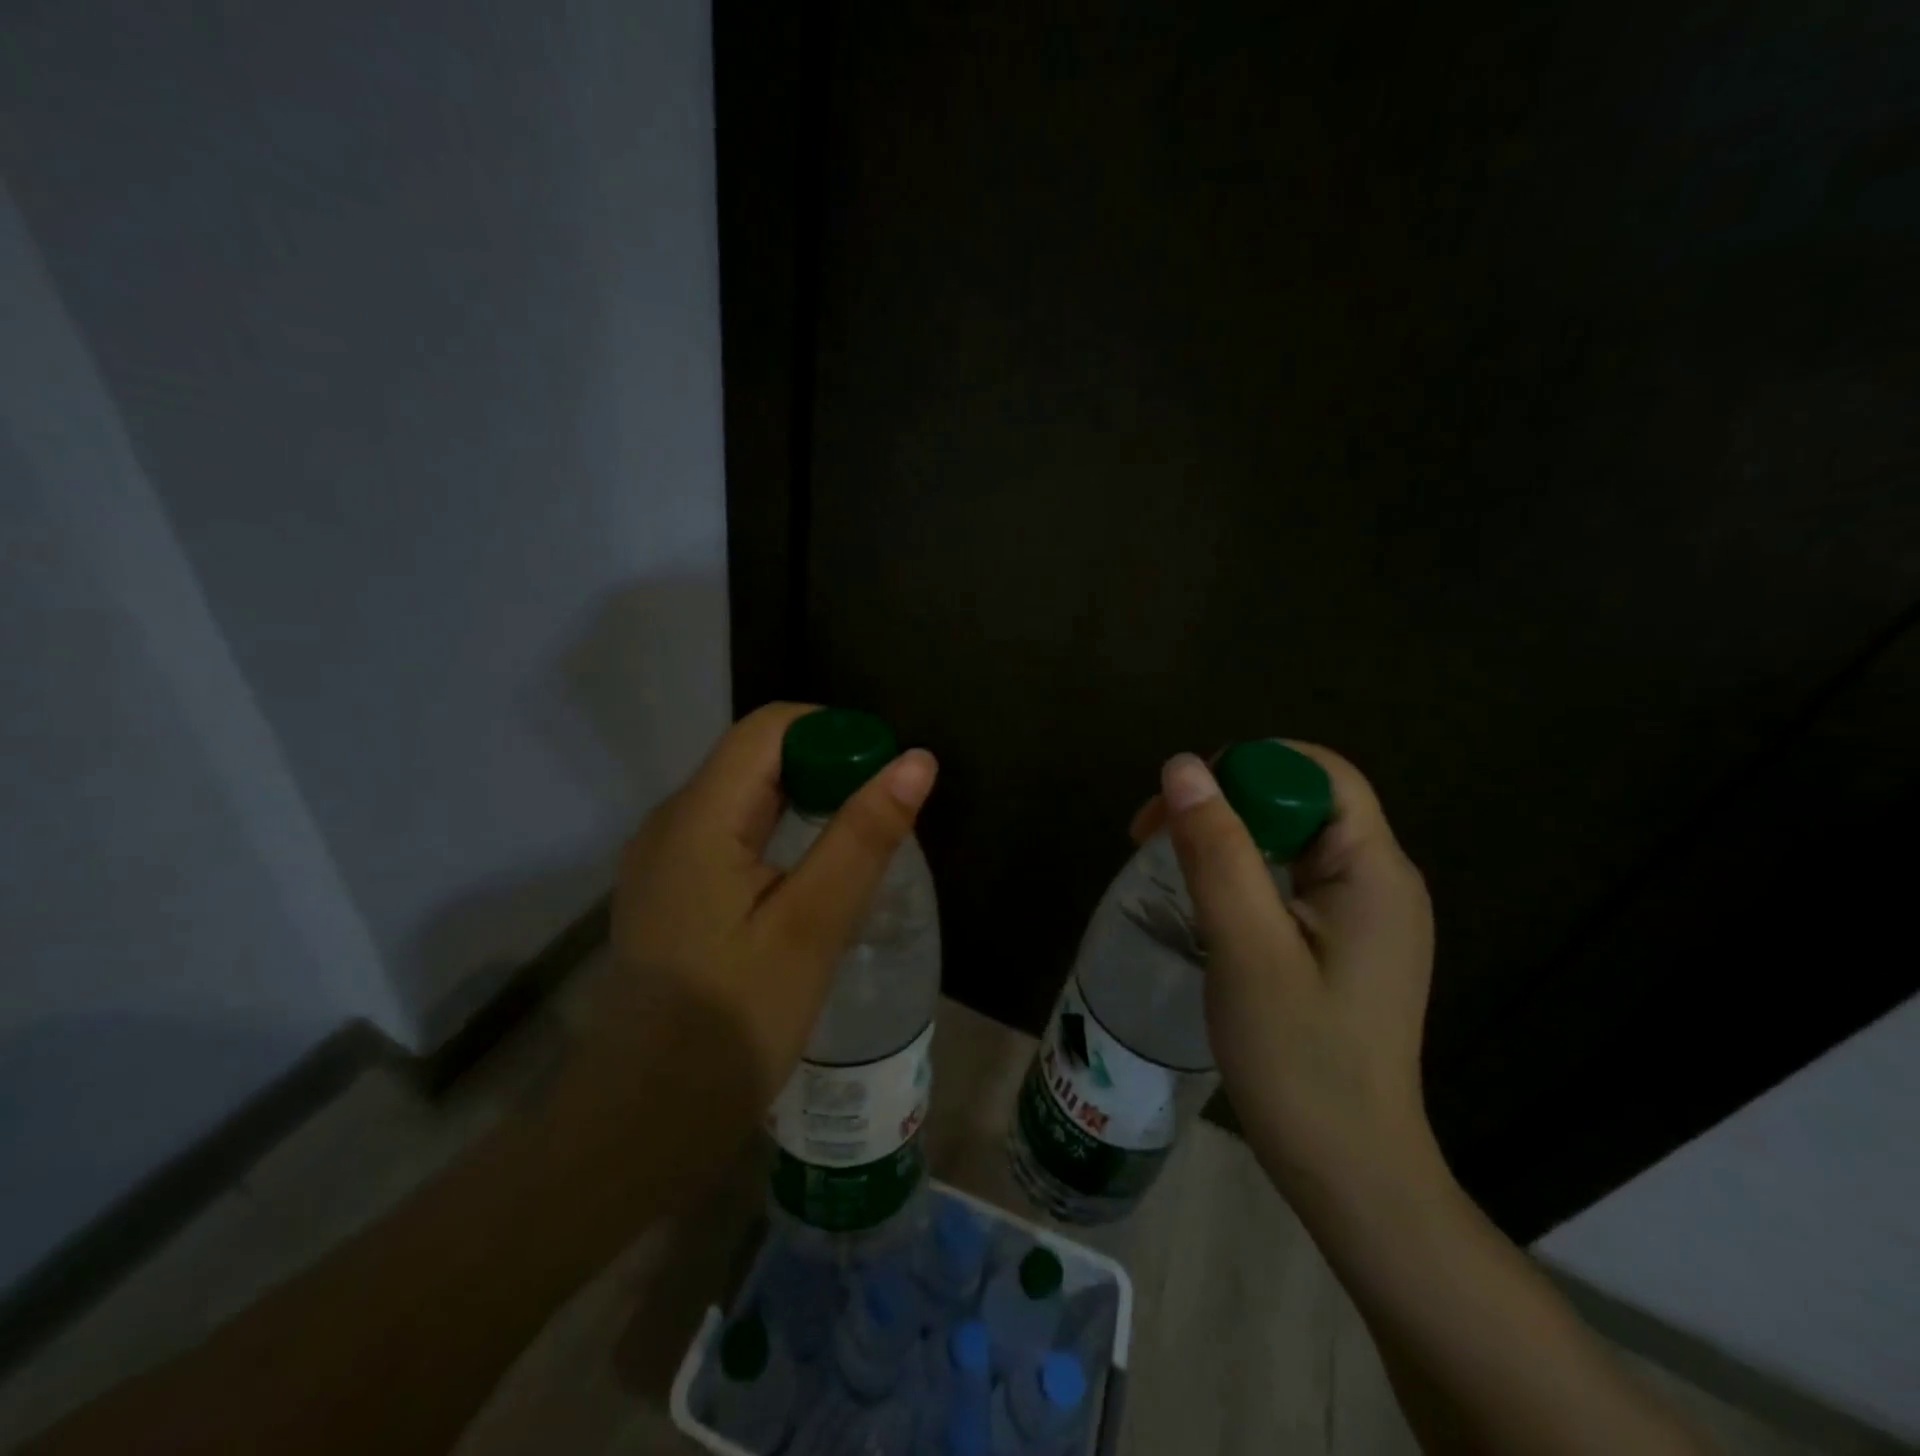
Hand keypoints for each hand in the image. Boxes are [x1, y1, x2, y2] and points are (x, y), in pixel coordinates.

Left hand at [598, 702, 938, 1117]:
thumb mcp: (812, 926)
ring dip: (807, 801)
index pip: (770, 727)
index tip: (884, 778)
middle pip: (756, 756)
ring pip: (746, 794)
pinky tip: (810, 877)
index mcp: (698, 816)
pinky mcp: (672, 887)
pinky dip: (781, 832)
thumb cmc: (734, 1023)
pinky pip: (731, 831)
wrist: (646, 1118)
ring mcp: (665, 856)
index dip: (834, 734)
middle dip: (826, 768)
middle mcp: (671, 820)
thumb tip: (916, 761)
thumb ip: (863, 836)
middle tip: (882, 818)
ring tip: (856, 846)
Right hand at [1132, 745, 1437, 1215]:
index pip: (1317, 771)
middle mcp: (1381, 879)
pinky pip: (1291, 878)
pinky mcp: (1345, 942)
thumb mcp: (1246, 947)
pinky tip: (1206, 904)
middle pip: (1301, 800)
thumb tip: (1182, 765)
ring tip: (1169, 869)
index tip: (1177, 806)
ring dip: (1227, 839)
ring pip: (1290, 839)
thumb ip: (1216, 850)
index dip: (1246, 767)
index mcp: (1374, 870)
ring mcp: (1366, 913)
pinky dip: (1243, 874)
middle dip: (1225, 802)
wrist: (1349, 1172)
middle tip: (1151, 838)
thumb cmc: (1298, 1060)